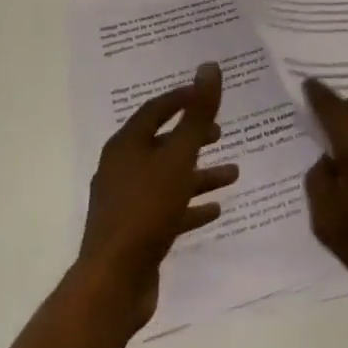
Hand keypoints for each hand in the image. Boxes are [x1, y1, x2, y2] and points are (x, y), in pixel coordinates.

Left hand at [76, 62, 237, 332]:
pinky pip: (167, 209)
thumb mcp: (179, 157)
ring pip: (168, 177)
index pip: (156, 109)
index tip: (208, 94)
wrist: (114, 282)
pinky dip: (190, 205)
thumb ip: (197, 114)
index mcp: (126, 144)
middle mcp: (122, 167)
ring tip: (233, 173)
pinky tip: (215, 209)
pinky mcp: (134, 231)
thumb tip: (209, 65)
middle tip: (221, 133)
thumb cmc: (147, 209)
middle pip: (162, 143)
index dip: (183, 98)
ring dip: (199, 174)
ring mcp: (126, 201)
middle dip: (193, 136)